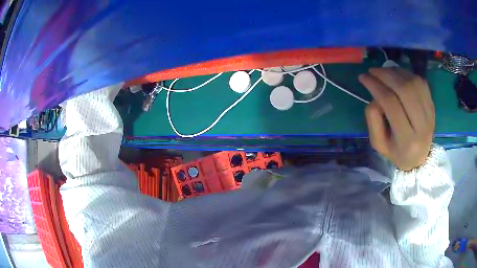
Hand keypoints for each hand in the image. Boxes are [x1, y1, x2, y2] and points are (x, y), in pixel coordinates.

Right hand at [359, 68, 434, 170]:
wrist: (418, 158)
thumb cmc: (396, 152)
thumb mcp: (378, 143)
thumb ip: (373, 119)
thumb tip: (375, 95)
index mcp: (406, 139)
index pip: (391, 104)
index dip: (375, 86)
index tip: (363, 77)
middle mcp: (421, 126)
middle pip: (405, 90)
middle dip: (386, 75)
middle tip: (373, 71)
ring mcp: (430, 114)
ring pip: (414, 83)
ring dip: (396, 72)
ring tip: (384, 71)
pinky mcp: (432, 106)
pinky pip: (421, 82)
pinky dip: (407, 74)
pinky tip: (398, 75)